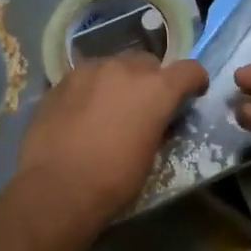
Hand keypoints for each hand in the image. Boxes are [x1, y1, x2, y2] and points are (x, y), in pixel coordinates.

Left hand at [16, 53, 209, 228]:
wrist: (56, 189)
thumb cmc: (113, 180)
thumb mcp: (150, 155)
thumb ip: (158, 125)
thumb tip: (157, 119)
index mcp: (155, 89)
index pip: (189, 70)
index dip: (194, 81)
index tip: (192, 94)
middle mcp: (124, 69)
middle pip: (148, 62)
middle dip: (152, 80)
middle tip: (145, 105)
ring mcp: (88, 71)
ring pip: (113, 65)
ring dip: (119, 81)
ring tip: (110, 107)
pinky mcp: (61, 81)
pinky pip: (85, 78)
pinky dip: (91, 90)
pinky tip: (82, 113)